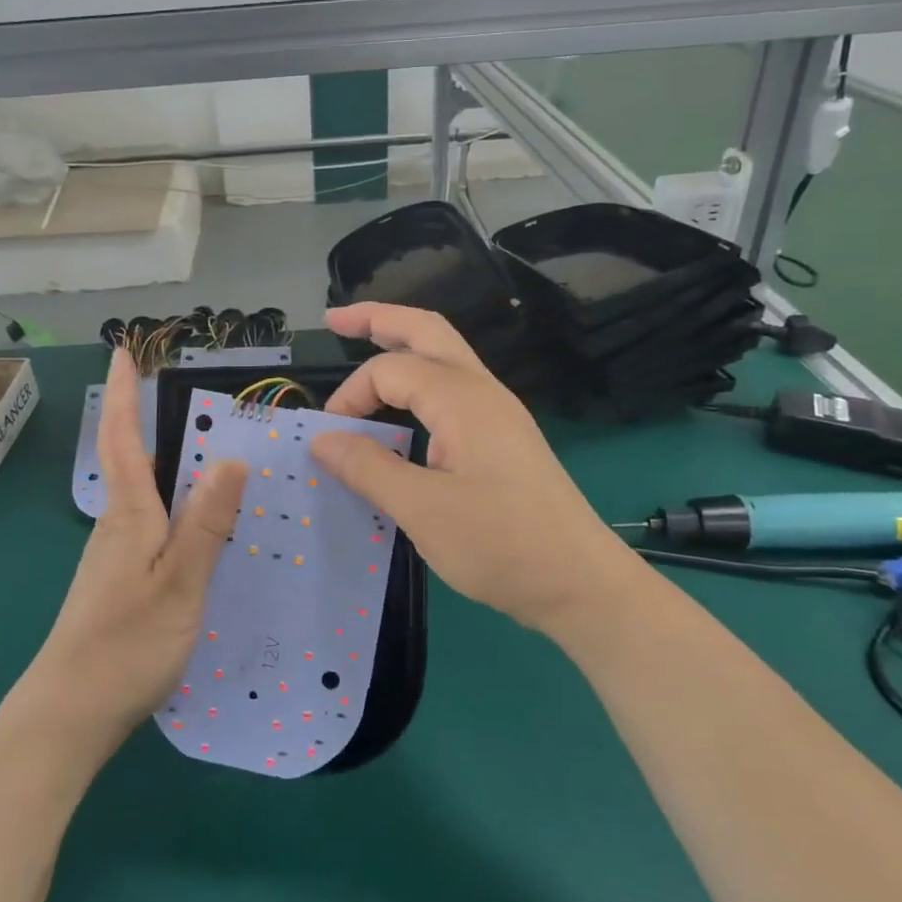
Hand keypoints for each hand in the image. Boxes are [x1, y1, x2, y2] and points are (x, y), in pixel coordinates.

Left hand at [27, 349, 246, 748]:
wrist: (68, 713)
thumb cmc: (126, 643)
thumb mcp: (180, 582)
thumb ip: (206, 524)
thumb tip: (230, 459)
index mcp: (129, 514)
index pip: (125, 439)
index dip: (126, 394)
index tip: (123, 352)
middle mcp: (116, 524)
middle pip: (131, 460)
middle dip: (146, 420)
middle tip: (181, 396)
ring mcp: (112, 554)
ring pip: (142, 494)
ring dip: (163, 464)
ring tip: (206, 454)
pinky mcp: (116, 581)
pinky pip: (148, 525)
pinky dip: (170, 506)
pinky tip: (196, 526)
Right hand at [310, 304, 623, 631]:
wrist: (580, 582)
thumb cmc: (500, 545)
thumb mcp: (422, 510)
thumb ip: (368, 468)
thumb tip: (321, 439)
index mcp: (461, 399)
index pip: (388, 370)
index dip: (350, 396)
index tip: (329, 439)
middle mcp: (481, 390)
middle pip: (425, 330)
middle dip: (378, 318)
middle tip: (334, 318)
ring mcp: (497, 411)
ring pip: (444, 353)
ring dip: (402, 344)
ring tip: (364, 343)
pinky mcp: (503, 435)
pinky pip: (453, 386)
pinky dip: (418, 379)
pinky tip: (403, 405)